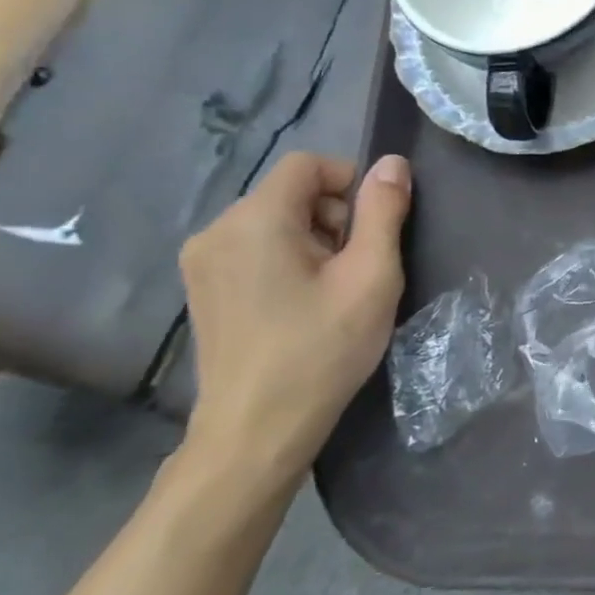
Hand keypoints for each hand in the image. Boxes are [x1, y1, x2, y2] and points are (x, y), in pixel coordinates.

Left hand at [178, 152, 410, 491]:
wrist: (257, 430)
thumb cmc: (322, 349)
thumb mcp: (371, 276)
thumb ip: (383, 212)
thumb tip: (392, 163)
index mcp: (255, 220)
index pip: (307, 164)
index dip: (350, 181)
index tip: (375, 227)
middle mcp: (217, 230)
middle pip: (290, 193)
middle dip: (335, 216)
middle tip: (359, 266)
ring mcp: (202, 262)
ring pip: (273, 221)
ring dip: (314, 239)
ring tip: (334, 290)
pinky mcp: (202, 290)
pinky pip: (253, 249)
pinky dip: (287, 259)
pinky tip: (303, 304)